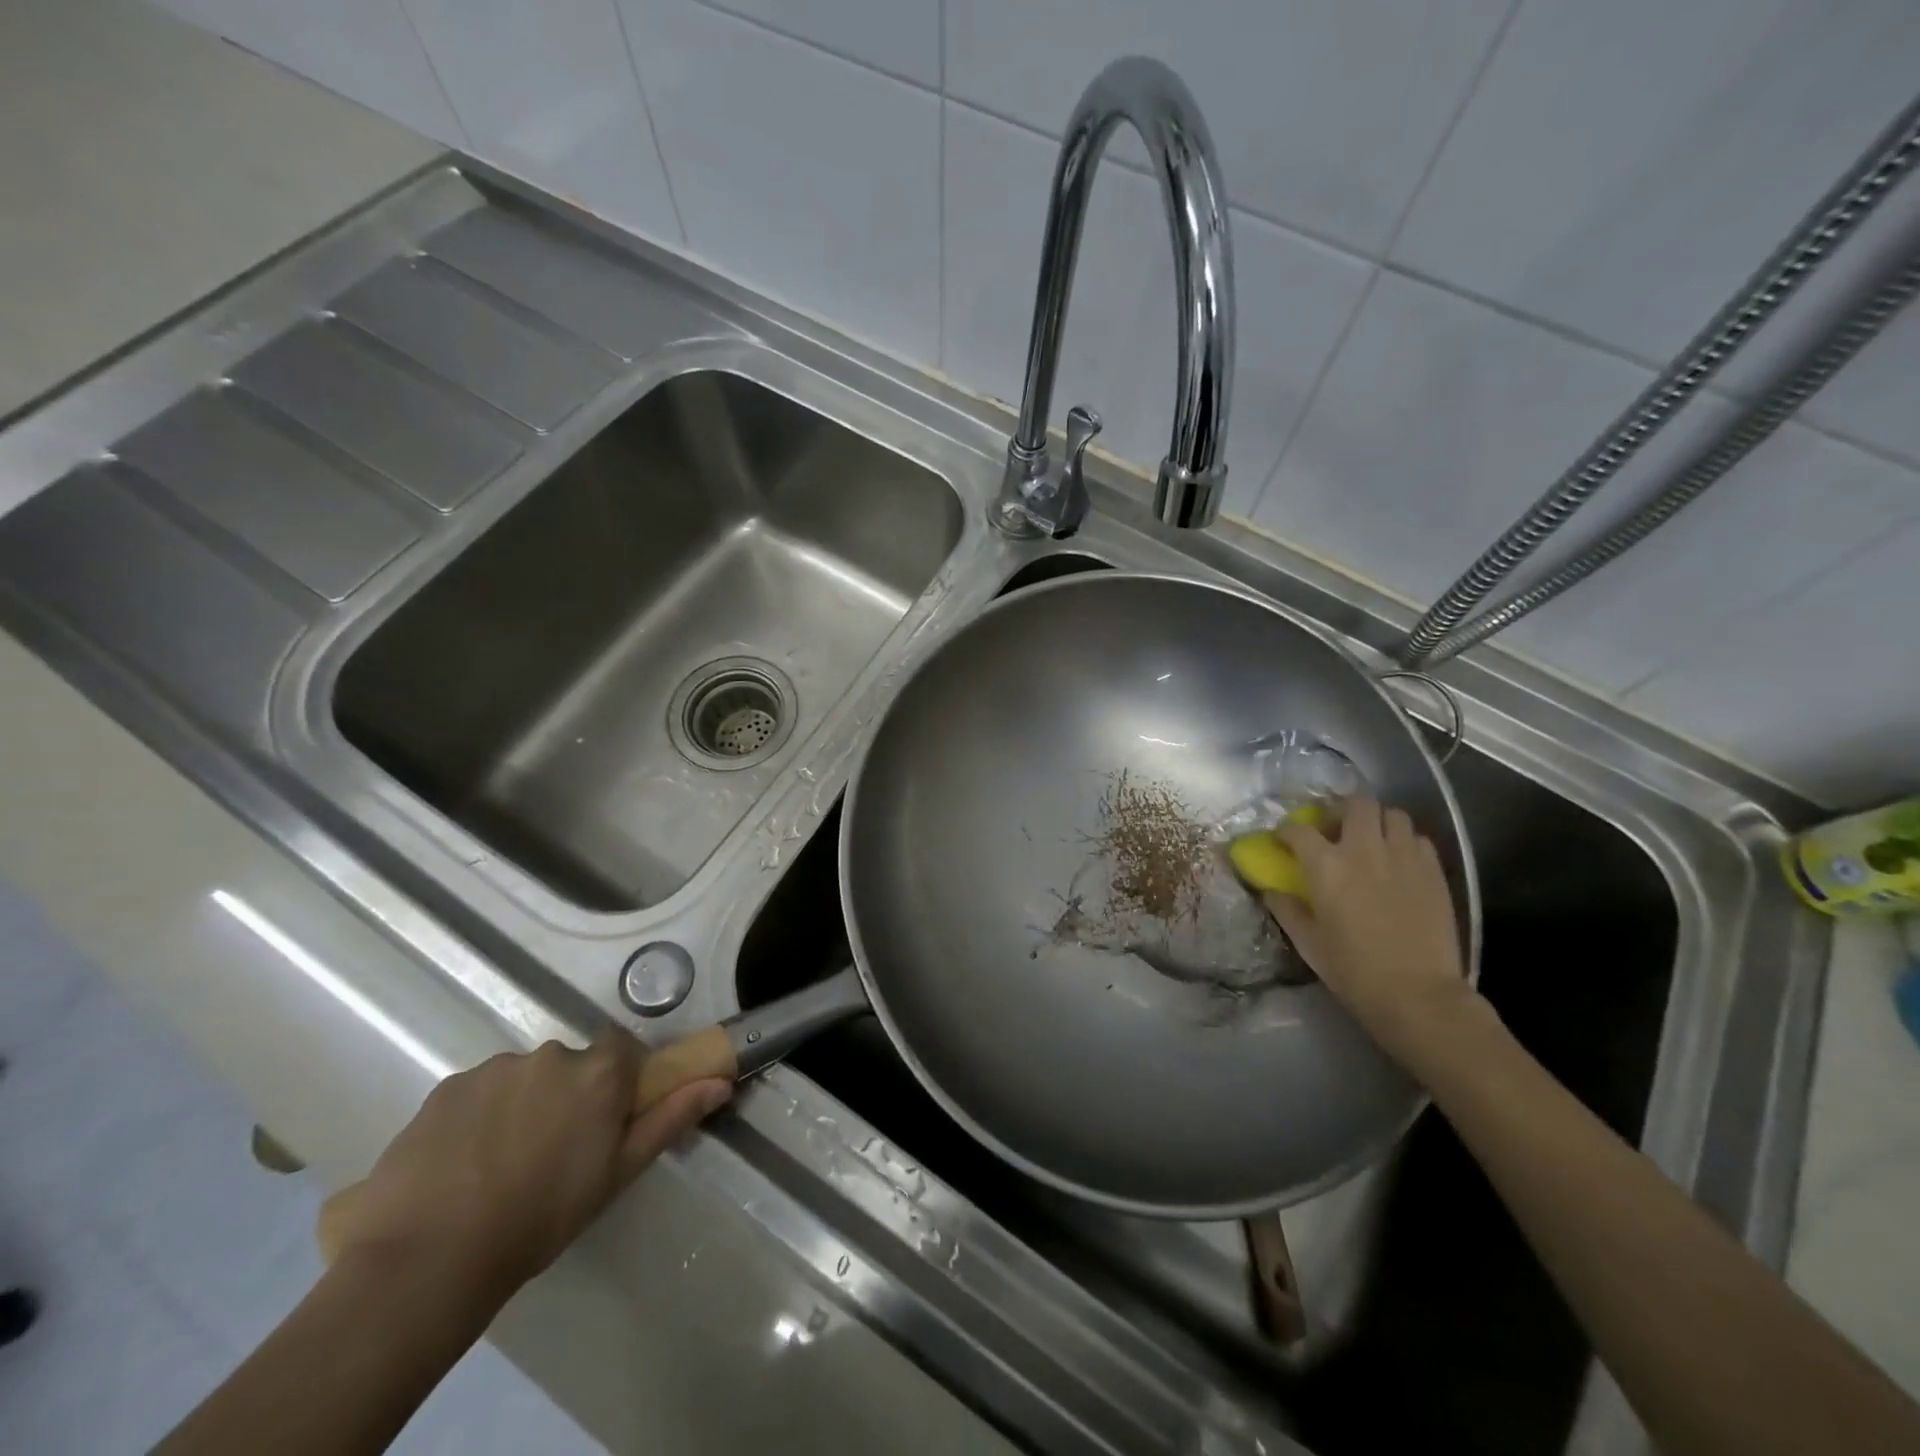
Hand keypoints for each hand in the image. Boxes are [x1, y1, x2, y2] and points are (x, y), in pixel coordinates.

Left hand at [330, 1029, 730, 1297]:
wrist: (428, 1261)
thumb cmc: (541, 1218)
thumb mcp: (617, 1174)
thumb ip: (670, 1119)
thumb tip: (720, 1081)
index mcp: (598, 1073)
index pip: (622, 1049)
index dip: (617, 1079)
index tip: (605, 1117)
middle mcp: (551, 1055)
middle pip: (571, 1064)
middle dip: (567, 1095)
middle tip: (552, 1151)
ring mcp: (495, 1068)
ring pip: (522, 1077)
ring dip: (522, 1104)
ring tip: (499, 1164)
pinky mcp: (446, 1087)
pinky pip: (477, 1091)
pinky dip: (478, 1115)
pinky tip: (462, 1163)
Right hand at [1263, 796, 1482, 1070]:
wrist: (1418, 995)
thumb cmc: (1354, 970)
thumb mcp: (1308, 943)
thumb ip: (1286, 909)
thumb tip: (1270, 890)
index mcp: (1327, 866)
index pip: (1298, 830)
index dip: (1286, 831)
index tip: (1283, 841)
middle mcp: (1364, 850)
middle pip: (1355, 804)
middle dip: (1340, 810)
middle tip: (1333, 831)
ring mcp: (1404, 857)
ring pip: (1392, 814)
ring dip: (1376, 821)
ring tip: (1369, 841)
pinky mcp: (1434, 871)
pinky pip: (1418, 838)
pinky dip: (1404, 841)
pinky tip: (1397, 861)